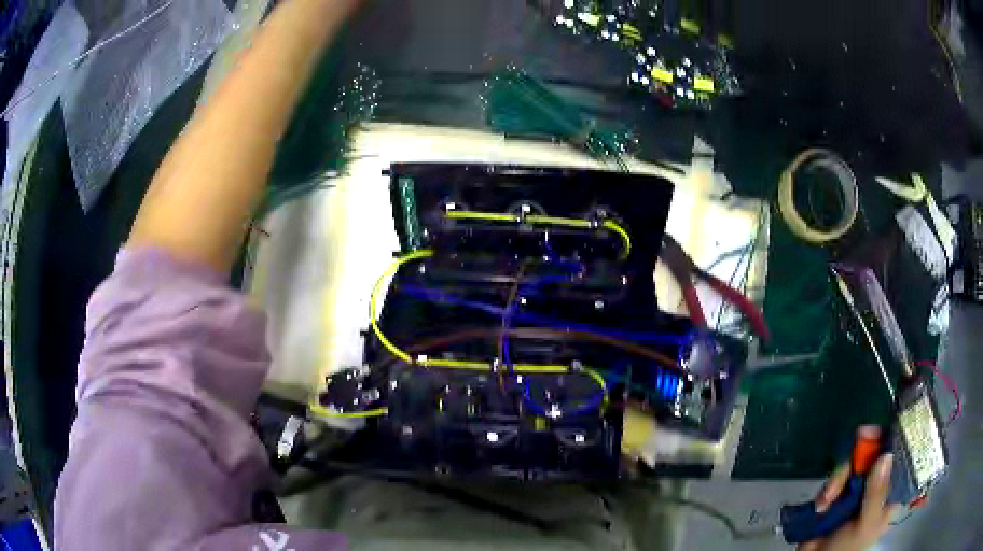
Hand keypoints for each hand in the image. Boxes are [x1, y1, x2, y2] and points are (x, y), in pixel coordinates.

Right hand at [798, 427, 901, 550]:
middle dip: (863, 452)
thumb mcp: (866, 524)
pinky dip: (829, 486)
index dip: (897, 439)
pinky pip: (838, 475)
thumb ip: (877, 493)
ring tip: (827, 498)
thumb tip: (886, 454)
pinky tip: (822, 503)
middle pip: (877, 453)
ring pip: (856, 462)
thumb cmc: (848, 548)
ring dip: (840, 476)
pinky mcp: (840, 490)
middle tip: (858, 437)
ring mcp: (859, 487)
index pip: (902, 457)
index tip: (888, 427)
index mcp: (891, 493)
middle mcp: (878, 484)